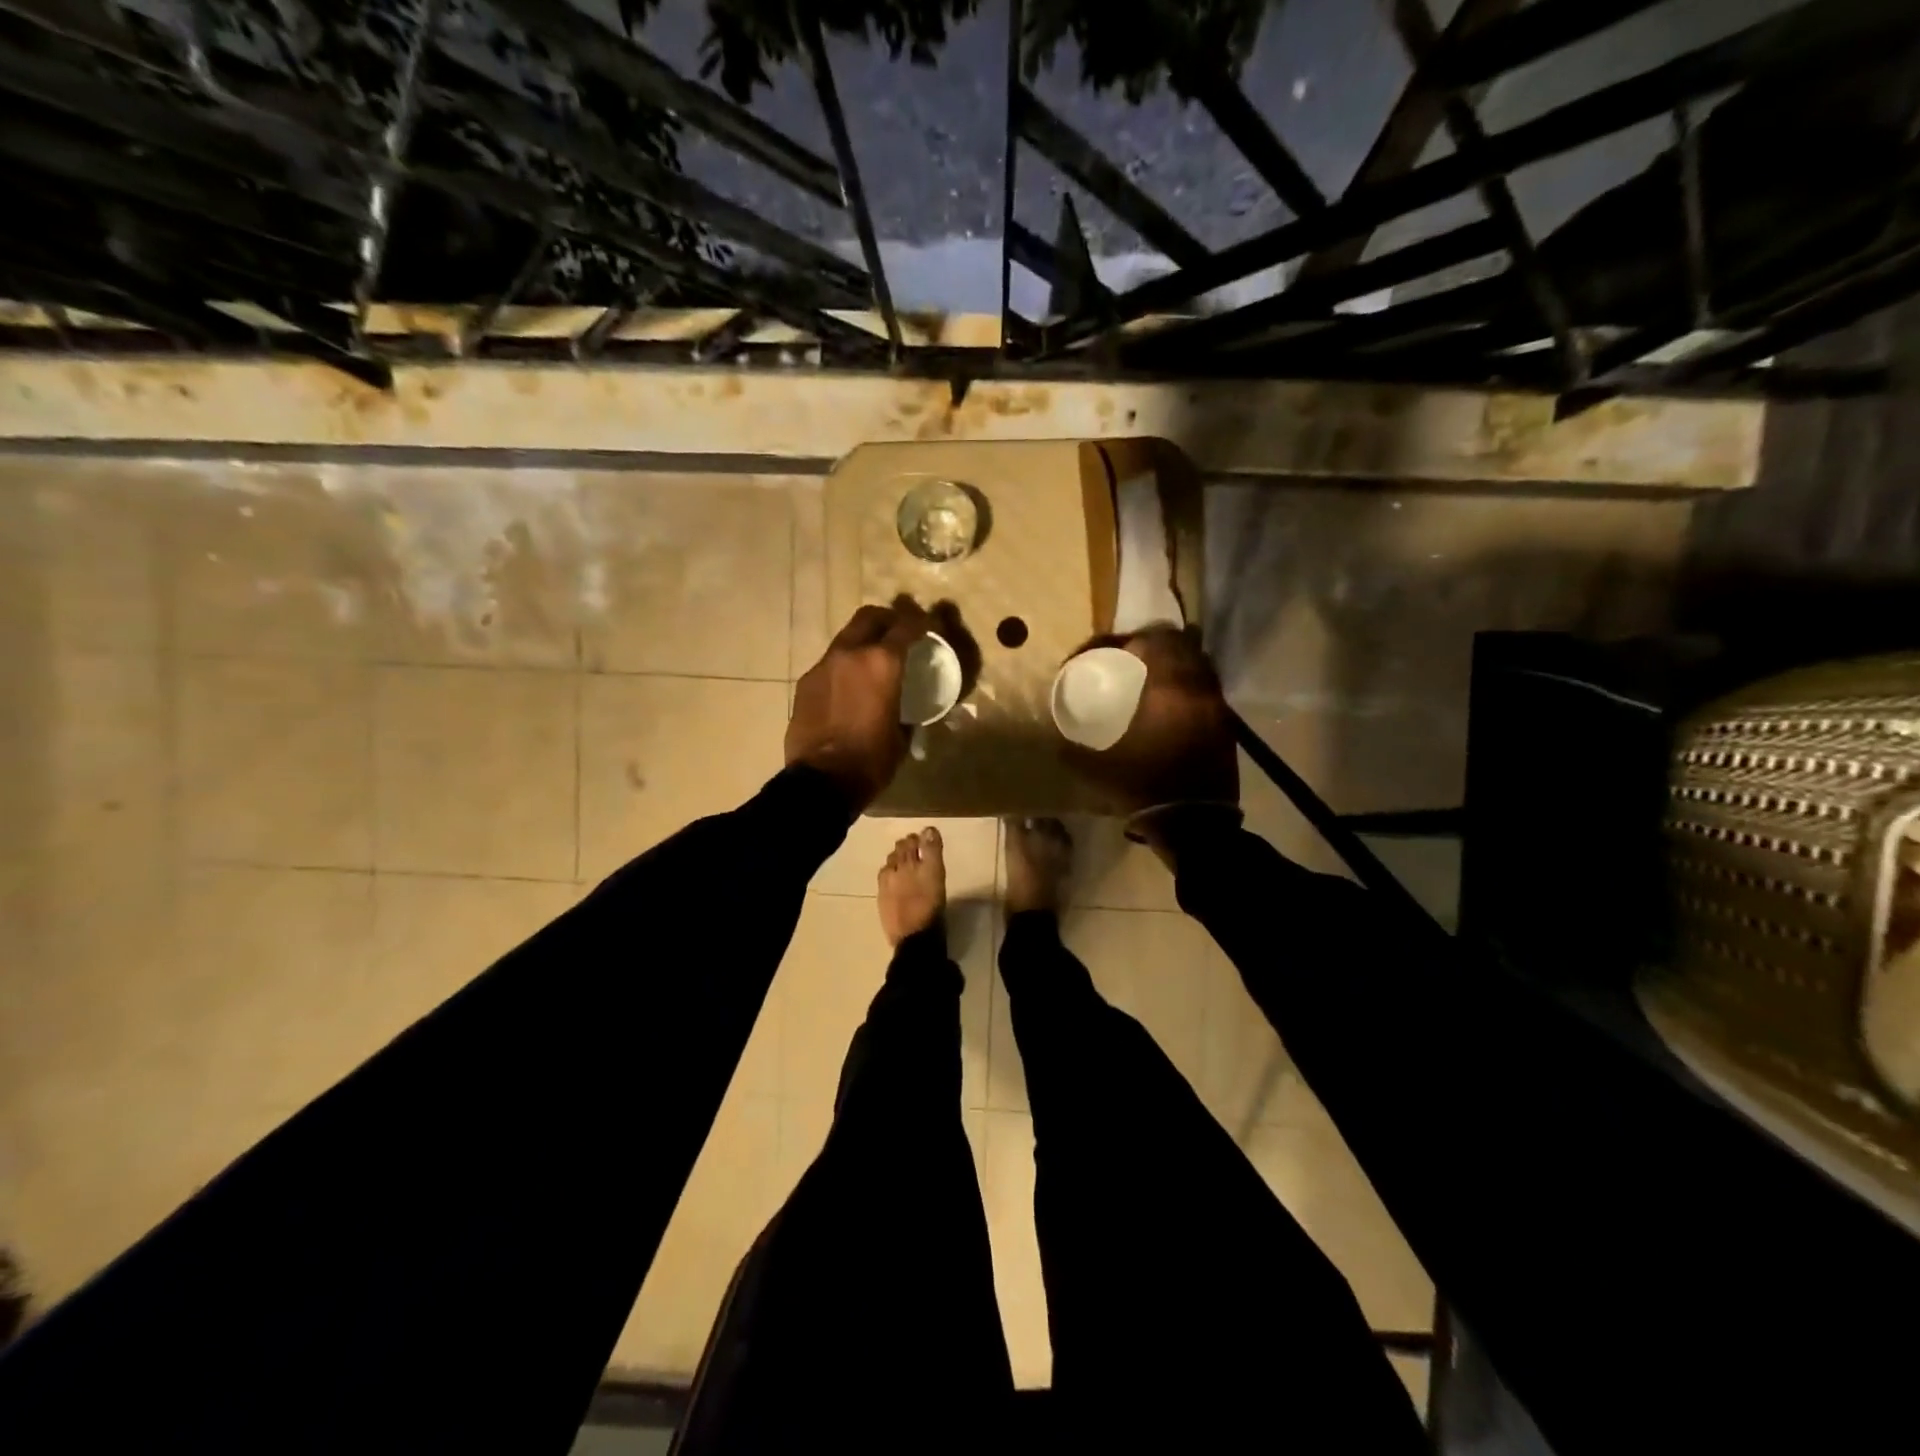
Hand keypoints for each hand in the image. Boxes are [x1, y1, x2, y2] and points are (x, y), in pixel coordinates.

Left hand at [787, 599, 931, 812]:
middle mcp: (851, 653)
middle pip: (870, 617)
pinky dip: (844, 666)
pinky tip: (849, 687)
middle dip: (887, 619)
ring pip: (846, 638)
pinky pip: (830, 663)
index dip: (921, 622)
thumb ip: (904, 709)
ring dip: (862, 641)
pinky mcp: (806, 683)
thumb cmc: (871, 760)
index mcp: (882, 663)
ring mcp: (823, 666)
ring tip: (873, 661)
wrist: (822, 781)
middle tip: (899, 632)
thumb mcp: (902, 734)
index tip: (929, 624)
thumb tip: (905, 710)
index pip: (906, 626)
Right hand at [1061, 626, 1238, 818]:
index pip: (1152, 639)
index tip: (1099, 654)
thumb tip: (1057, 737)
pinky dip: (1187, 682)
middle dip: (1150, 642)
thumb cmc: (1145, 789)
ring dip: (1173, 660)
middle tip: (1125, 657)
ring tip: (1147, 674)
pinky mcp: (1225, 723)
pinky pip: (1205, 685)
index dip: (1122, 639)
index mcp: (1169, 690)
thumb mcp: (1098, 768)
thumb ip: (1073, 747)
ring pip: (1198, 662)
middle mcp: (1198, 688)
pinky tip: (1167, 701)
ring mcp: (1216, 705)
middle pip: (1180, 642)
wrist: (1194, 825)